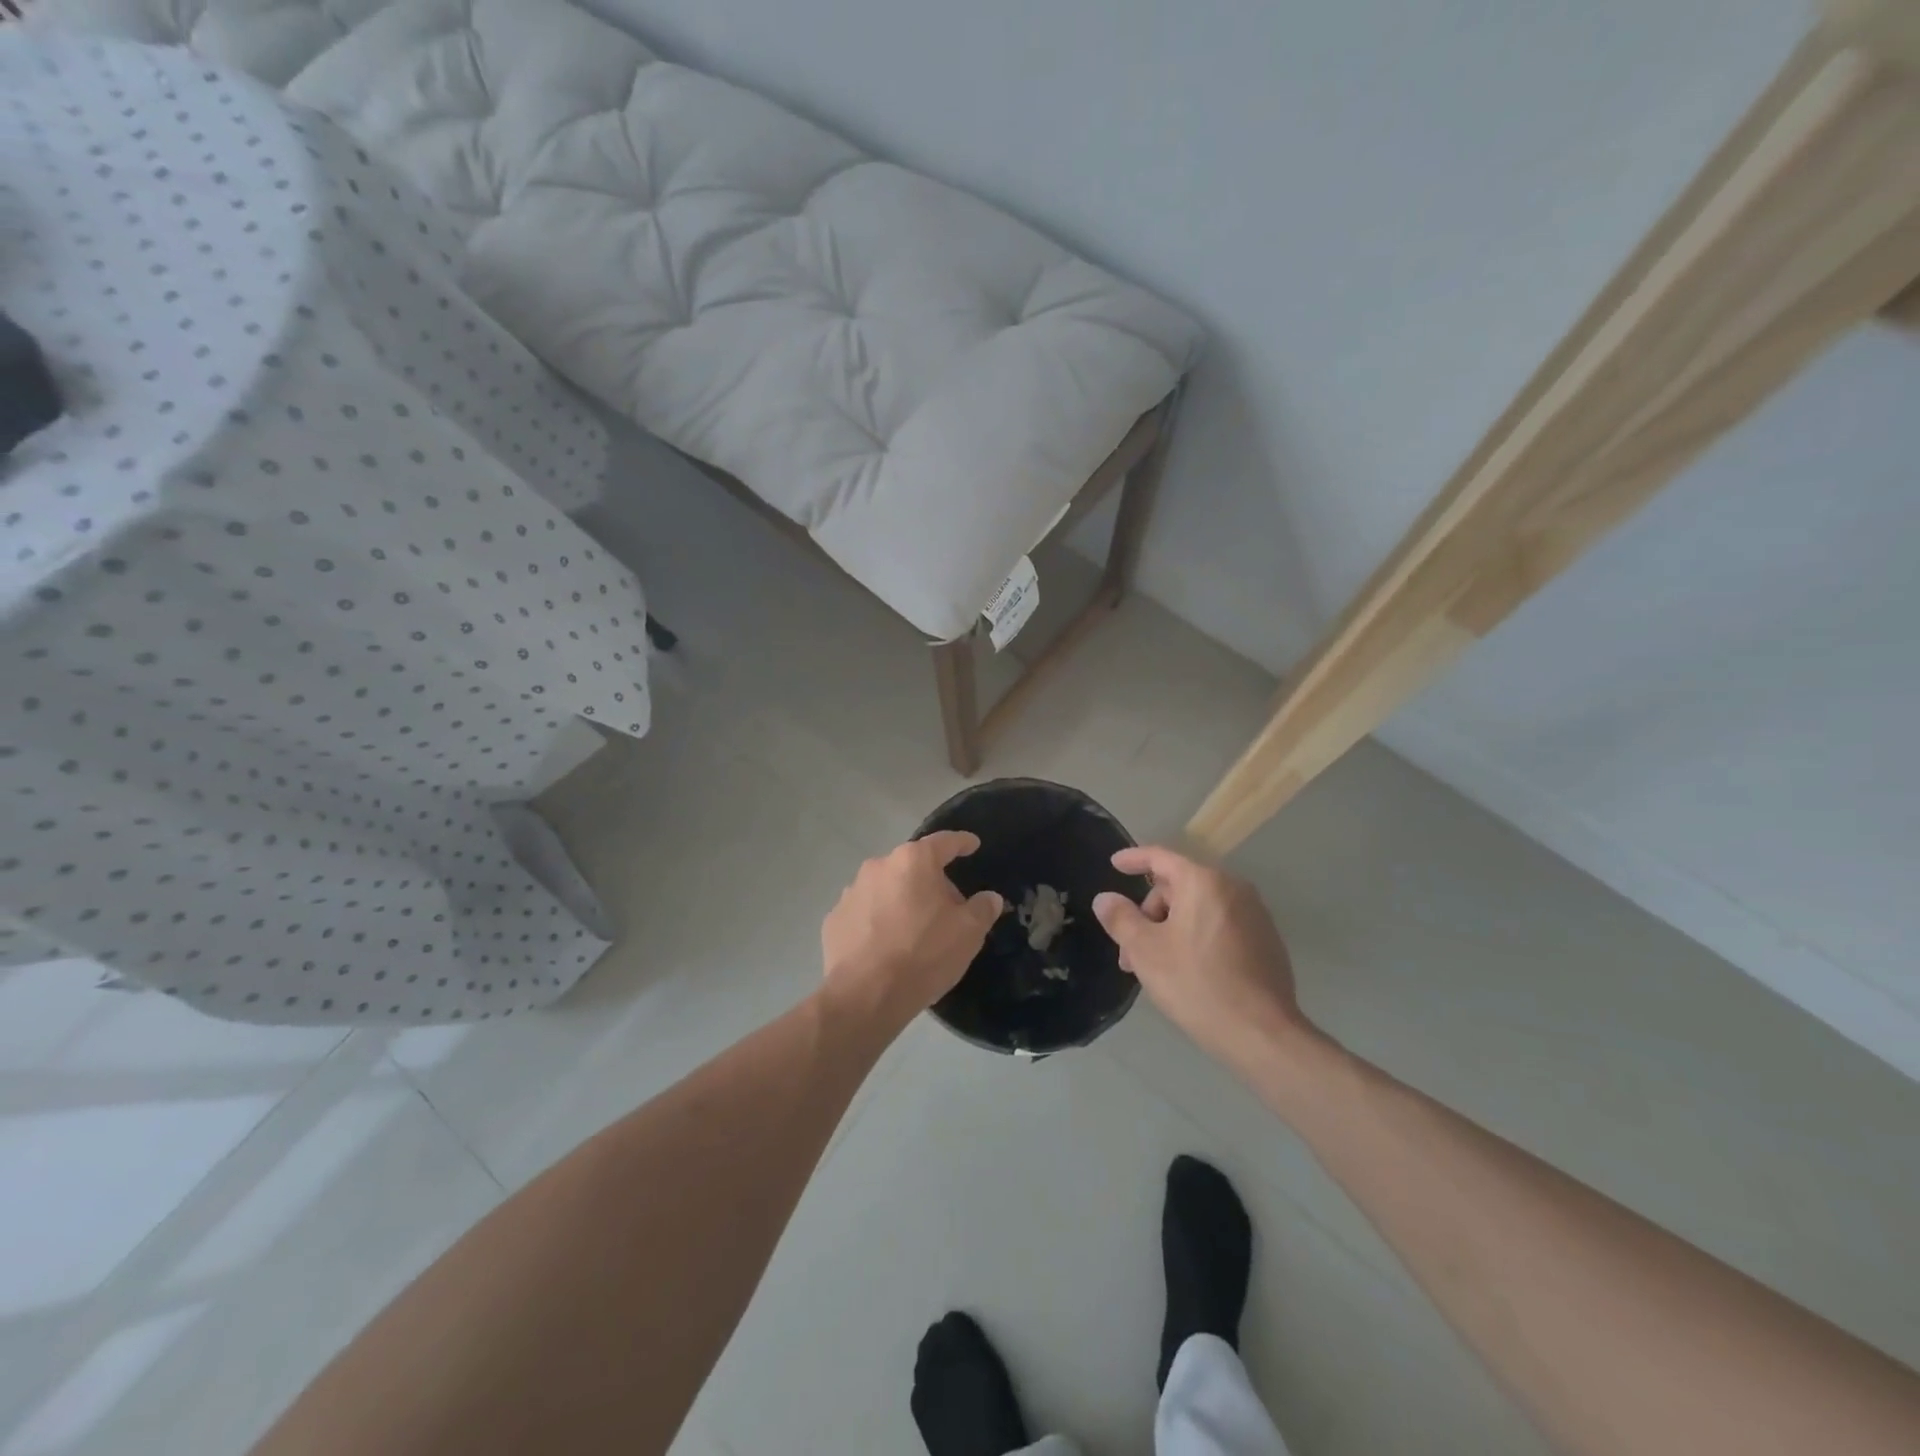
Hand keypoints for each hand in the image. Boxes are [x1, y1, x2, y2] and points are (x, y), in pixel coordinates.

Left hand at [821, 832, 1003, 1028]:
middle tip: (948, 908)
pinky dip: (877, 921)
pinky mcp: (834, 919)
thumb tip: (989, 898)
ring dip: (901, 901)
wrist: (866, 995)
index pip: (944, 842)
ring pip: (886, 888)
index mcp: (913, 861)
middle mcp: (879, 866)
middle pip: (913, 866)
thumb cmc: (924, 954)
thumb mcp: (968, 933)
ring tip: (914, 930)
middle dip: (931, 881)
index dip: (962, 843)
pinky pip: (864, 913)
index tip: (972, 845)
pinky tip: (886, 946)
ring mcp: (851, 892)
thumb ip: (982, 908)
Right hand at [1091, 846, 1312, 1068]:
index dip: (1134, 858)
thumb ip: (1121, 918)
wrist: (1261, 1033)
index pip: (1160, 858)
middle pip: (1179, 886)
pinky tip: (1188, 971)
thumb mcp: (1145, 950)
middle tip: (1130, 950)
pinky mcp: (1267, 941)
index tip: (1114, 865)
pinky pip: (1220, 925)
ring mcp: (1255, 914)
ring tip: (1154, 967)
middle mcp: (1233, 888)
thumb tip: (1105, 898)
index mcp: (1203, 882)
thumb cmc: (1196, 983)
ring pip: (1199, 909)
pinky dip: (1197, 937)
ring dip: (1171, 928)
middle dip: (1150, 913)